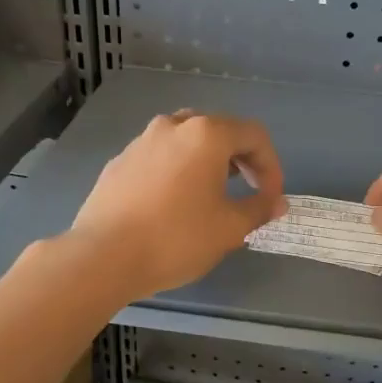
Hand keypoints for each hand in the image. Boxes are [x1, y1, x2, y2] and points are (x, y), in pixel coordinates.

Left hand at [70, 111, 285, 300]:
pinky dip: (178, 170)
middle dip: (241, 159)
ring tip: (214, 193)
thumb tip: (277, 202)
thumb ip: (259, 209)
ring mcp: (141, 142)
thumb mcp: (230, 228)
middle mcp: (173, 126)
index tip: (271, 198)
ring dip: (208, 162)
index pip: (254, 136)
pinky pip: (160, 157)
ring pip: (186, 141)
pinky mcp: (119, 162)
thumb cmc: (176, 238)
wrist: (103, 256)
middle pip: (219, 131)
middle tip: (250, 190)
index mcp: (206, 135)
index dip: (271, 166)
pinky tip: (175, 203)